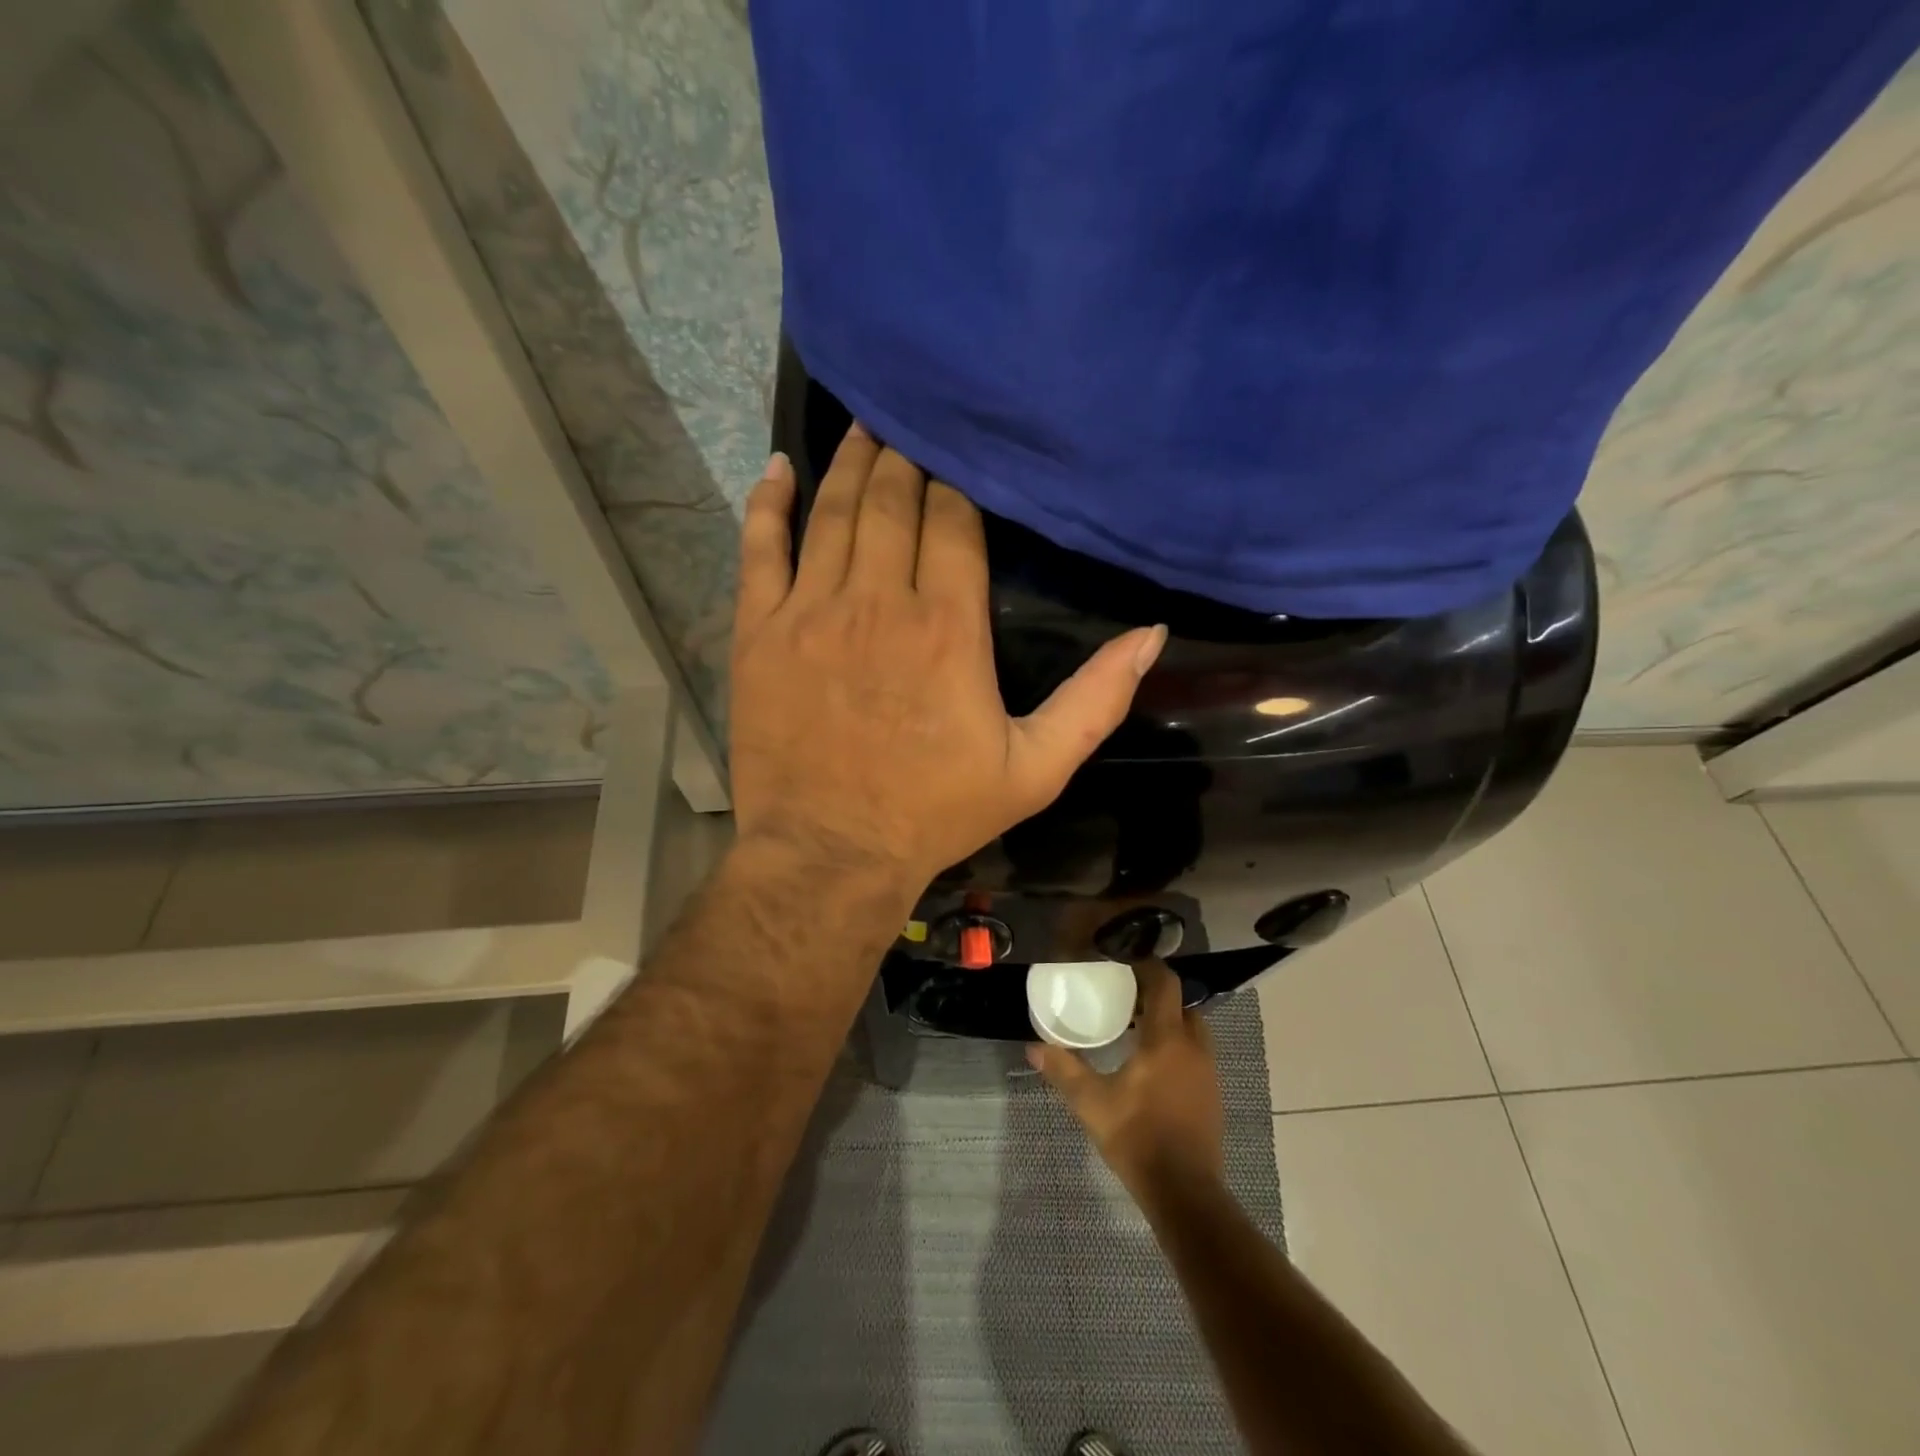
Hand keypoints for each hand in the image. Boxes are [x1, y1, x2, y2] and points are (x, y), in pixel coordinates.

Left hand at [728, 425, 1165, 888]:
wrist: (831, 854)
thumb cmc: (935, 813)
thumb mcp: (1036, 769)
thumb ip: (1096, 701)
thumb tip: (1151, 635)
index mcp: (948, 627)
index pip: (953, 522)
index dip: (956, 483)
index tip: (959, 455)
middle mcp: (879, 601)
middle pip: (894, 501)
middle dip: (906, 458)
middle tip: (910, 422)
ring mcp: (811, 611)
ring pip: (834, 512)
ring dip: (851, 464)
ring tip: (864, 425)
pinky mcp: (759, 632)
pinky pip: (761, 549)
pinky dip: (768, 504)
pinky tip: (778, 470)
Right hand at [1028, 960, 1225, 1200]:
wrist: (1184, 1191)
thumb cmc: (1137, 1137)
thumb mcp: (1092, 1103)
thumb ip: (1063, 1070)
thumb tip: (1033, 1047)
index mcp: (1166, 1039)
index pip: (1165, 983)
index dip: (1146, 967)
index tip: (1122, 964)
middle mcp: (1193, 1047)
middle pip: (1181, 1003)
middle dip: (1155, 996)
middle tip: (1124, 998)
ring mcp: (1207, 1071)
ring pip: (1191, 1028)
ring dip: (1168, 1021)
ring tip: (1134, 1029)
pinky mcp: (1212, 1093)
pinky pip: (1195, 1053)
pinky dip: (1176, 1045)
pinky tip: (1151, 1065)